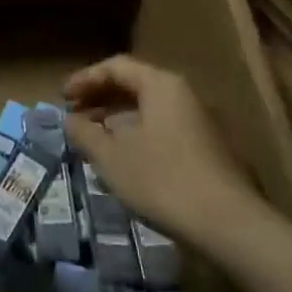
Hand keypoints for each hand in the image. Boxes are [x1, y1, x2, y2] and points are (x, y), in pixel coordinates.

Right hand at [64, 55, 270, 248]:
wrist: (229, 224)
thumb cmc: (163, 180)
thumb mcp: (112, 157)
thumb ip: (86, 133)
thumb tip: (70, 120)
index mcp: (161, 85)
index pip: (116, 67)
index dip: (85, 79)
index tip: (62, 98)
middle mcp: (183, 94)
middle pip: (135, 84)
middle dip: (101, 98)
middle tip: (75, 116)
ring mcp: (200, 120)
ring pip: (150, 108)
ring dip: (118, 118)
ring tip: (94, 138)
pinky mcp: (208, 147)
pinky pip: (163, 127)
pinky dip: (138, 133)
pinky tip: (125, 158)